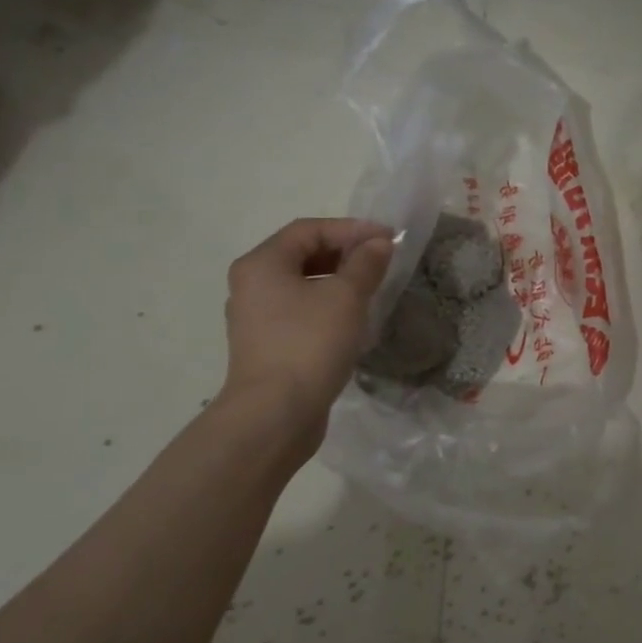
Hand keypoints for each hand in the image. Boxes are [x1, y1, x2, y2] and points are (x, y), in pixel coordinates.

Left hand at [220, 218, 392, 435]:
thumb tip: (378, 244)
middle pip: (302, 254)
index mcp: (262, 264)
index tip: (389, 238)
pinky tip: (353, 318)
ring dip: (339, 280)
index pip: (309, 230)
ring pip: (303, 284)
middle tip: (382, 260)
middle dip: (345, 253)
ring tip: (373, 287)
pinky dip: (328, 305)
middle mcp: (252, 284)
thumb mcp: (346, 297)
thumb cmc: (310, 344)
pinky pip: (301, 310)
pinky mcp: (269, 344)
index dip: (351, 228)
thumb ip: (365, 264)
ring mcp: (257, 317)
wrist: (276, 414)